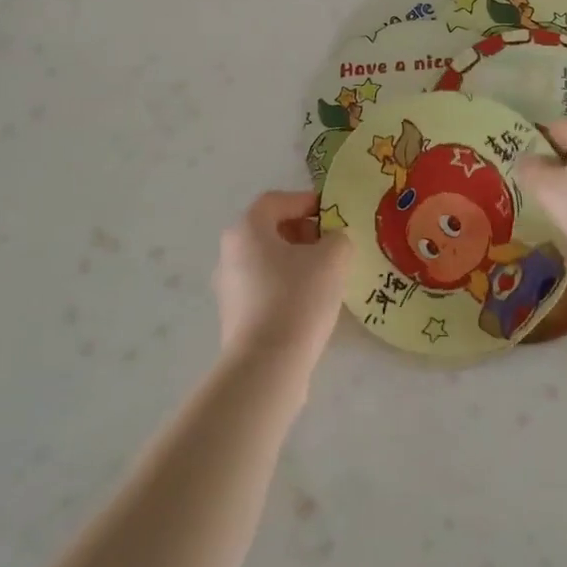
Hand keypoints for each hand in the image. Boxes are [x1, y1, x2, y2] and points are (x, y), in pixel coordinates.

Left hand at [214, 191, 350, 375]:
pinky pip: (263, 287)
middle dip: (303, 232)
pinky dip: (285, 285)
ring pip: (266, 260)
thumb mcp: (332, 258)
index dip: (306, 201)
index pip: (276, 201)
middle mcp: (230, 253)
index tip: (332, 214)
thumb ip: (338, 239)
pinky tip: (309, 303)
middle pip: (269, 230)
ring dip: (295, 260)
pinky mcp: (234, 316)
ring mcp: (228, 287)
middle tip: (331, 245)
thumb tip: (333, 241)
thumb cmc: (298, 298)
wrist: (267, 365)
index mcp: (247, 229)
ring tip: (325, 276)